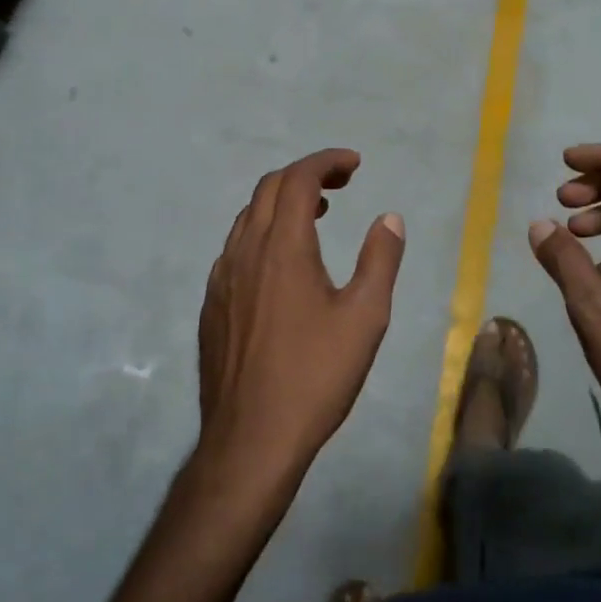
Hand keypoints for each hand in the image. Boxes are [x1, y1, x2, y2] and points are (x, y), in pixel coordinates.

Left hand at [196, 149, 404, 494]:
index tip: (355, 164)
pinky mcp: (212, 303)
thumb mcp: (365, 318)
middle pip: (269, 188)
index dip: (327, 161)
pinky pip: (236, 247)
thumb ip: (380, 260)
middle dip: (307, 174)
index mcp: (283, 247)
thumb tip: (388, 218)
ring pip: (249, 216)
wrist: (250, 439)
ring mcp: (222, 277)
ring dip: (283, 202)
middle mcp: (245, 250)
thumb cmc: (314, 376)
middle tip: (342, 184)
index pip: (299, 178)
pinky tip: (283, 264)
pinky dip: (263, 232)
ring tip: (317, 216)